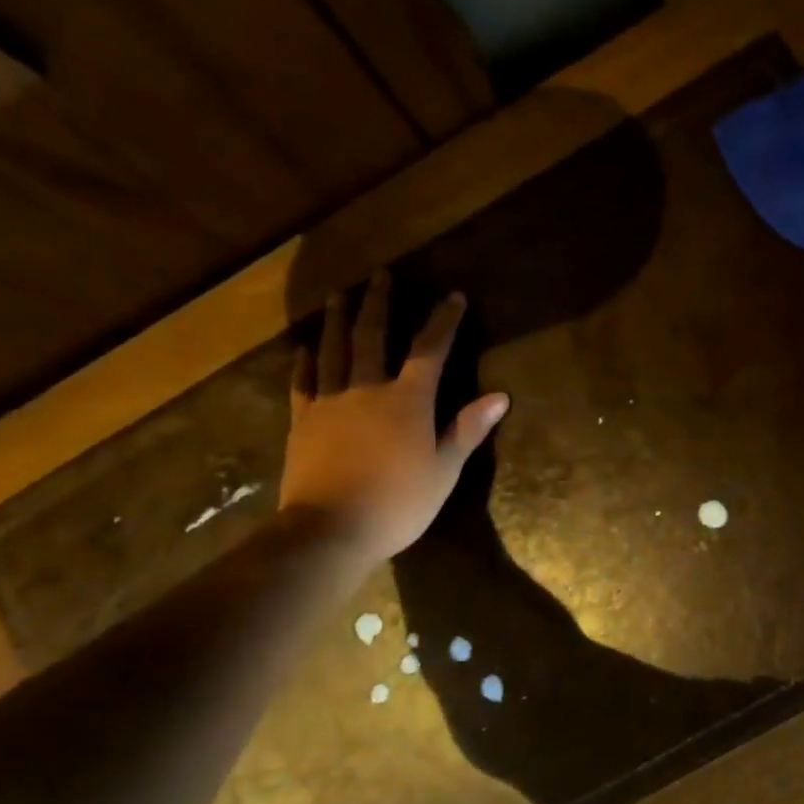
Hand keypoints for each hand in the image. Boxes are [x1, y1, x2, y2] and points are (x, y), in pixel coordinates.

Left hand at [281, 269, 508, 567]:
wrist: (331, 528)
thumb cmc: (398, 503)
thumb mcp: (444, 470)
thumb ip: (467, 429)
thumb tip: (499, 396)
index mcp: (407, 400)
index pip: (429, 350)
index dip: (442, 321)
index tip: (453, 295)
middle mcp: (367, 389)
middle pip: (372, 336)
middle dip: (380, 303)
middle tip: (381, 274)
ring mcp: (331, 403)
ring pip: (334, 350)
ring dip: (338, 320)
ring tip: (340, 295)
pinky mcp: (303, 422)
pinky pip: (303, 384)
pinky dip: (305, 363)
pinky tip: (304, 349)